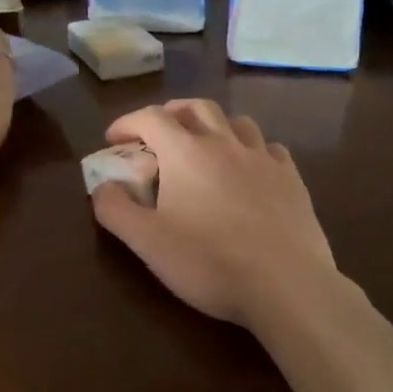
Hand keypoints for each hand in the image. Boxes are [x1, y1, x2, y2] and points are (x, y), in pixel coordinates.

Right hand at [90, 99, 338, 329]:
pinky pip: (268, 148)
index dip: (127, 123)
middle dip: (171, 113)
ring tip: (204, 146)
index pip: (150, 117)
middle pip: (195, 107)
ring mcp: (262, 158)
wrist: (286, 284)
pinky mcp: (291, 178)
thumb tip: (101, 187)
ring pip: (236, 121)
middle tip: (157, 134)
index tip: (113, 140)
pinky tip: (248, 169)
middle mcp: (224, 143)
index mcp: (186, 152)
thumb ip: (115, 210)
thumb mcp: (147, 242)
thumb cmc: (209, 262)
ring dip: (213, 125)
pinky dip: (250, 150)